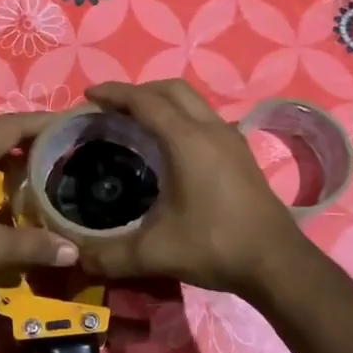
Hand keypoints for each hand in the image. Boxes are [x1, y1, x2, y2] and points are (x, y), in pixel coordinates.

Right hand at [73, 81, 306, 295]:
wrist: (276, 262)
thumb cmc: (215, 246)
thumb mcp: (154, 253)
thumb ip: (109, 255)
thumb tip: (75, 257)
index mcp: (187, 140)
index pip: (145, 101)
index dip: (114, 94)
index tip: (89, 96)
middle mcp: (211, 129)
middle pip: (171, 90)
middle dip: (138, 91)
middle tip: (111, 108)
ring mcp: (231, 140)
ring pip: (193, 102)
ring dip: (163, 103)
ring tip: (137, 123)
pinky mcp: (241, 155)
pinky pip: (205, 119)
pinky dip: (181, 118)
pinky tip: (170, 148)